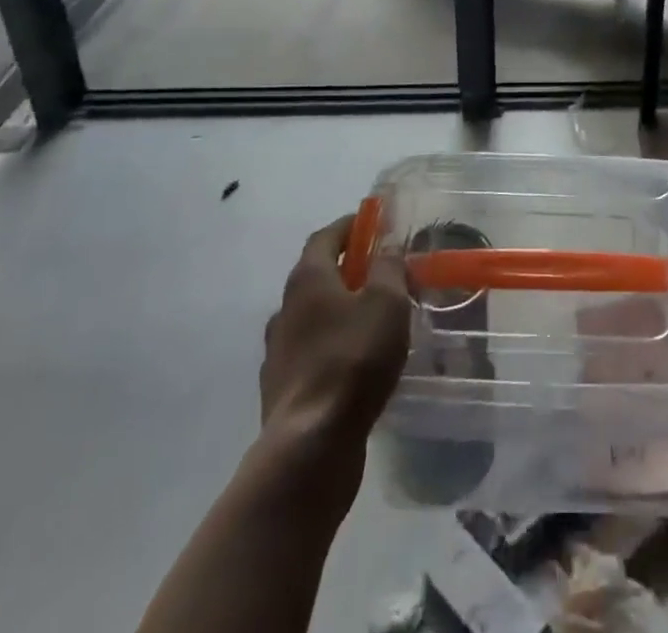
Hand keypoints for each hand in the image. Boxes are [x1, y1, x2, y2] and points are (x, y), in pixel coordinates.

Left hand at [260, 216, 409, 445]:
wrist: (310, 445)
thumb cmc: (353, 359)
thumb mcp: (386, 302)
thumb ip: (388, 268)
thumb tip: (386, 248)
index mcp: (307, 280)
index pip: (325, 237)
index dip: (349, 226)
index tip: (372, 223)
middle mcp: (285, 309)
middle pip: (316, 276)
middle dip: (347, 269)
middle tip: (380, 272)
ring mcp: (279, 352)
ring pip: (313, 317)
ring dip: (339, 311)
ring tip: (372, 321)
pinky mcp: (282, 390)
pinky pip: (311, 354)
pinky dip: (333, 347)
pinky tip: (356, 363)